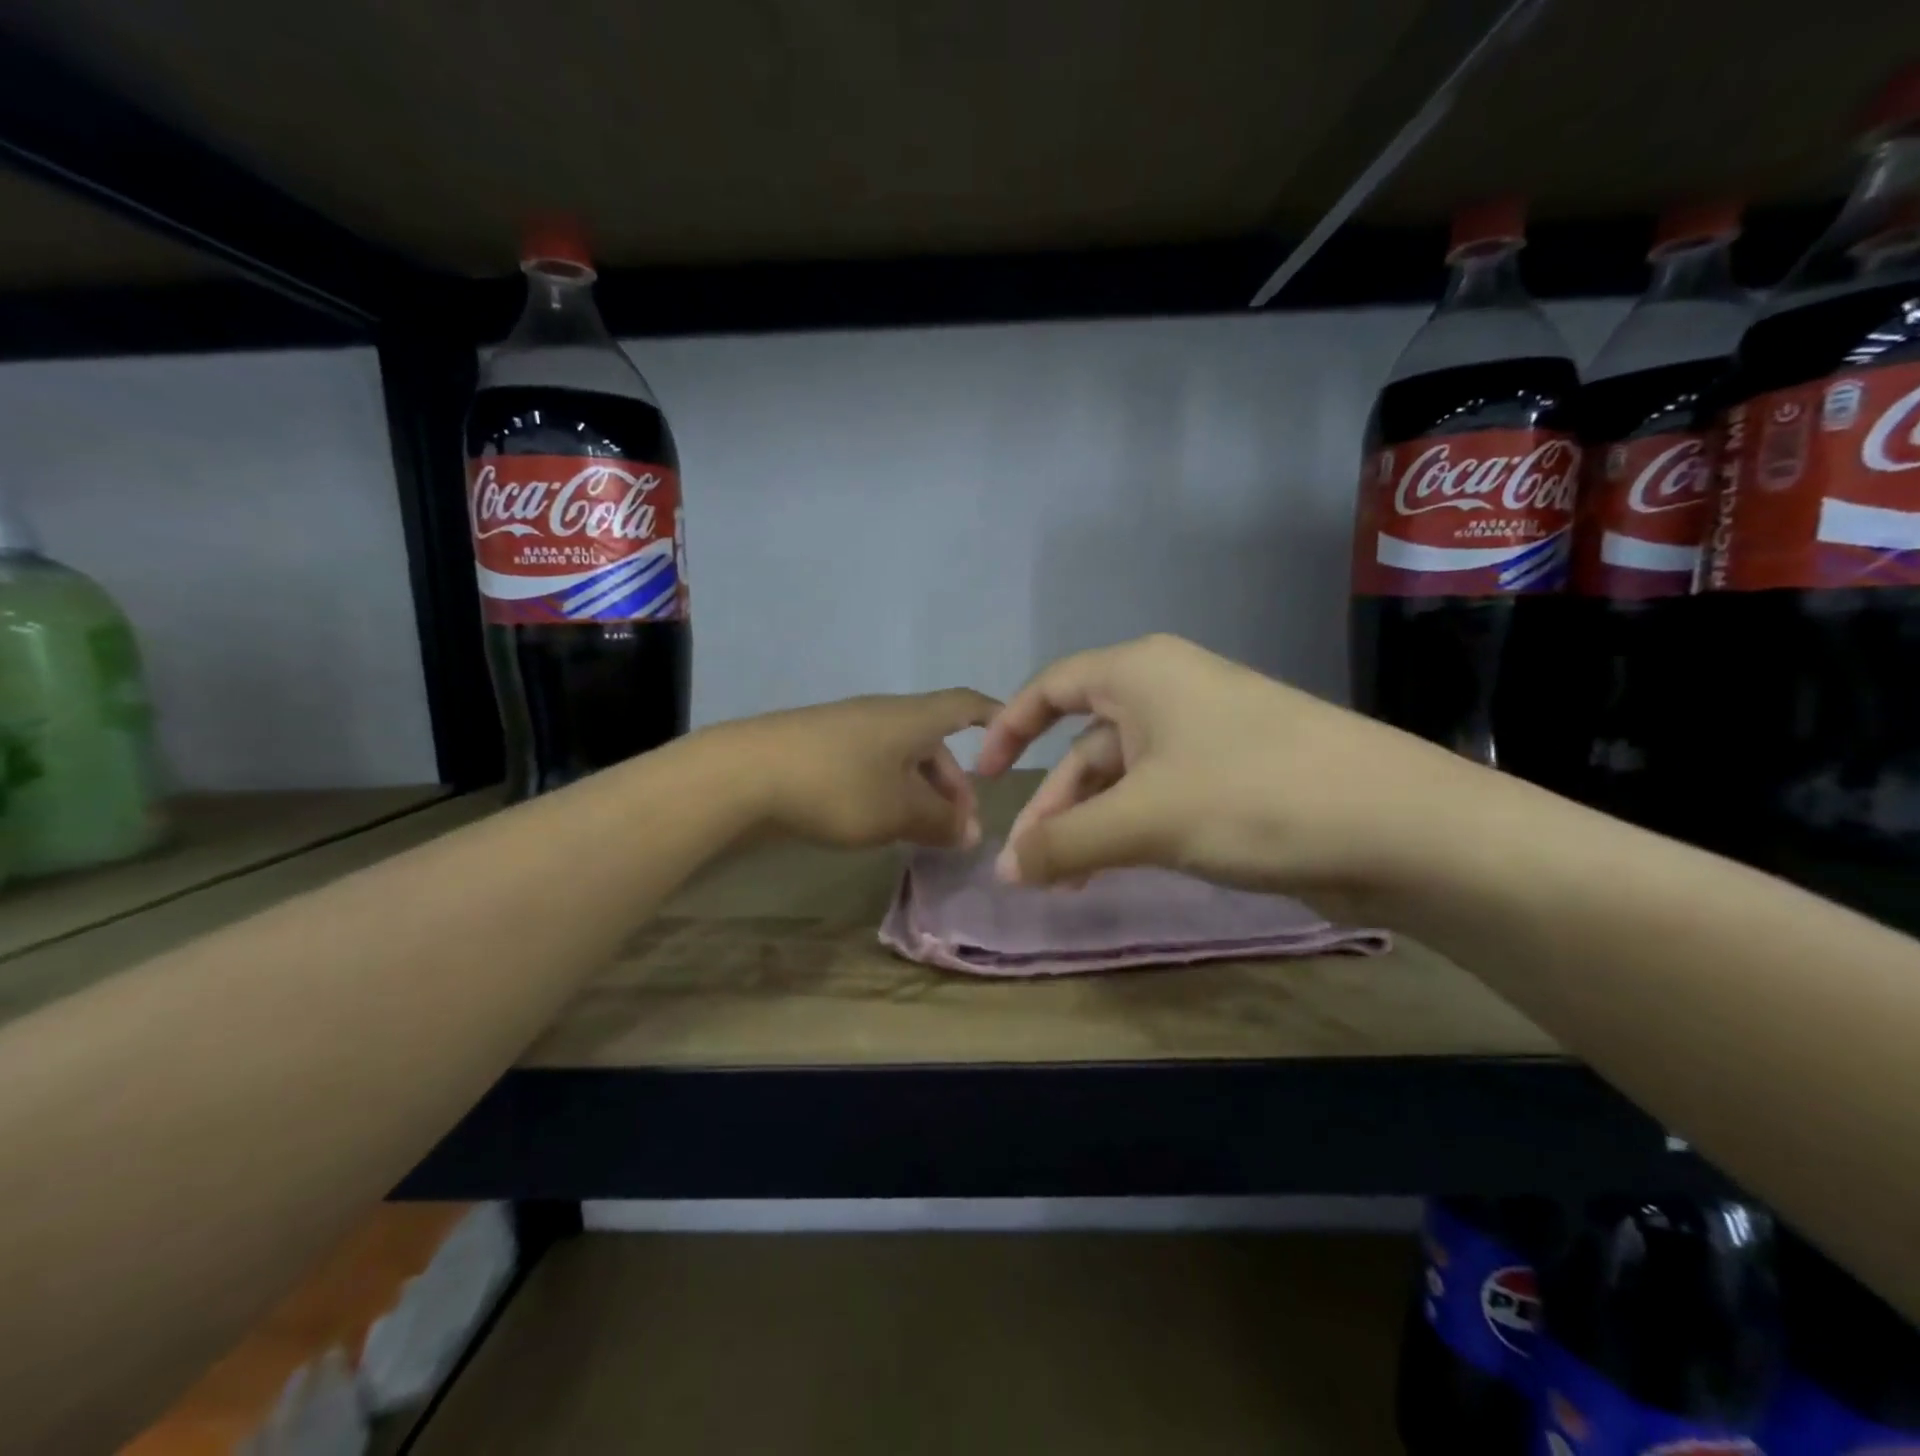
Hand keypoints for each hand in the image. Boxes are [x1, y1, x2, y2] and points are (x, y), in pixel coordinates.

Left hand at [722, 689, 999, 849]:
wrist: (744, 774)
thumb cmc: (837, 786)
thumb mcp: (898, 810)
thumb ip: (940, 821)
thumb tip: (970, 831)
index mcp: (911, 718)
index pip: (965, 705)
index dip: (993, 717)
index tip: (1012, 736)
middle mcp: (883, 715)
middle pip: (932, 742)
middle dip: (953, 784)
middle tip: (959, 829)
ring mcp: (847, 730)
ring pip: (900, 758)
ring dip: (920, 792)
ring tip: (921, 833)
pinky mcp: (818, 750)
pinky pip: (871, 767)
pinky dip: (888, 792)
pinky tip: (879, 823)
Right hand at [974, 634, 1488, 896]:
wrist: (1400, 825)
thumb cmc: (1253, 796)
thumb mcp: (1144, 818)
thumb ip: (1063, 843)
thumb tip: (1002, 872)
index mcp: (1141, 673)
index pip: (1051, 687)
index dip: (1009, 728)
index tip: (983, 777)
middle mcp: (1169, 693)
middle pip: (1085, 744)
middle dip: (1051, 805)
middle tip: (1025, 866)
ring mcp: (1205, 736)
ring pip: (1123, 778)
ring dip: (1088, 826)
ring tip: (1064, 884)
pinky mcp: (1234, 777)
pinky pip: (1159, 798)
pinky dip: (1129, 832)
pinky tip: (1115, 871)